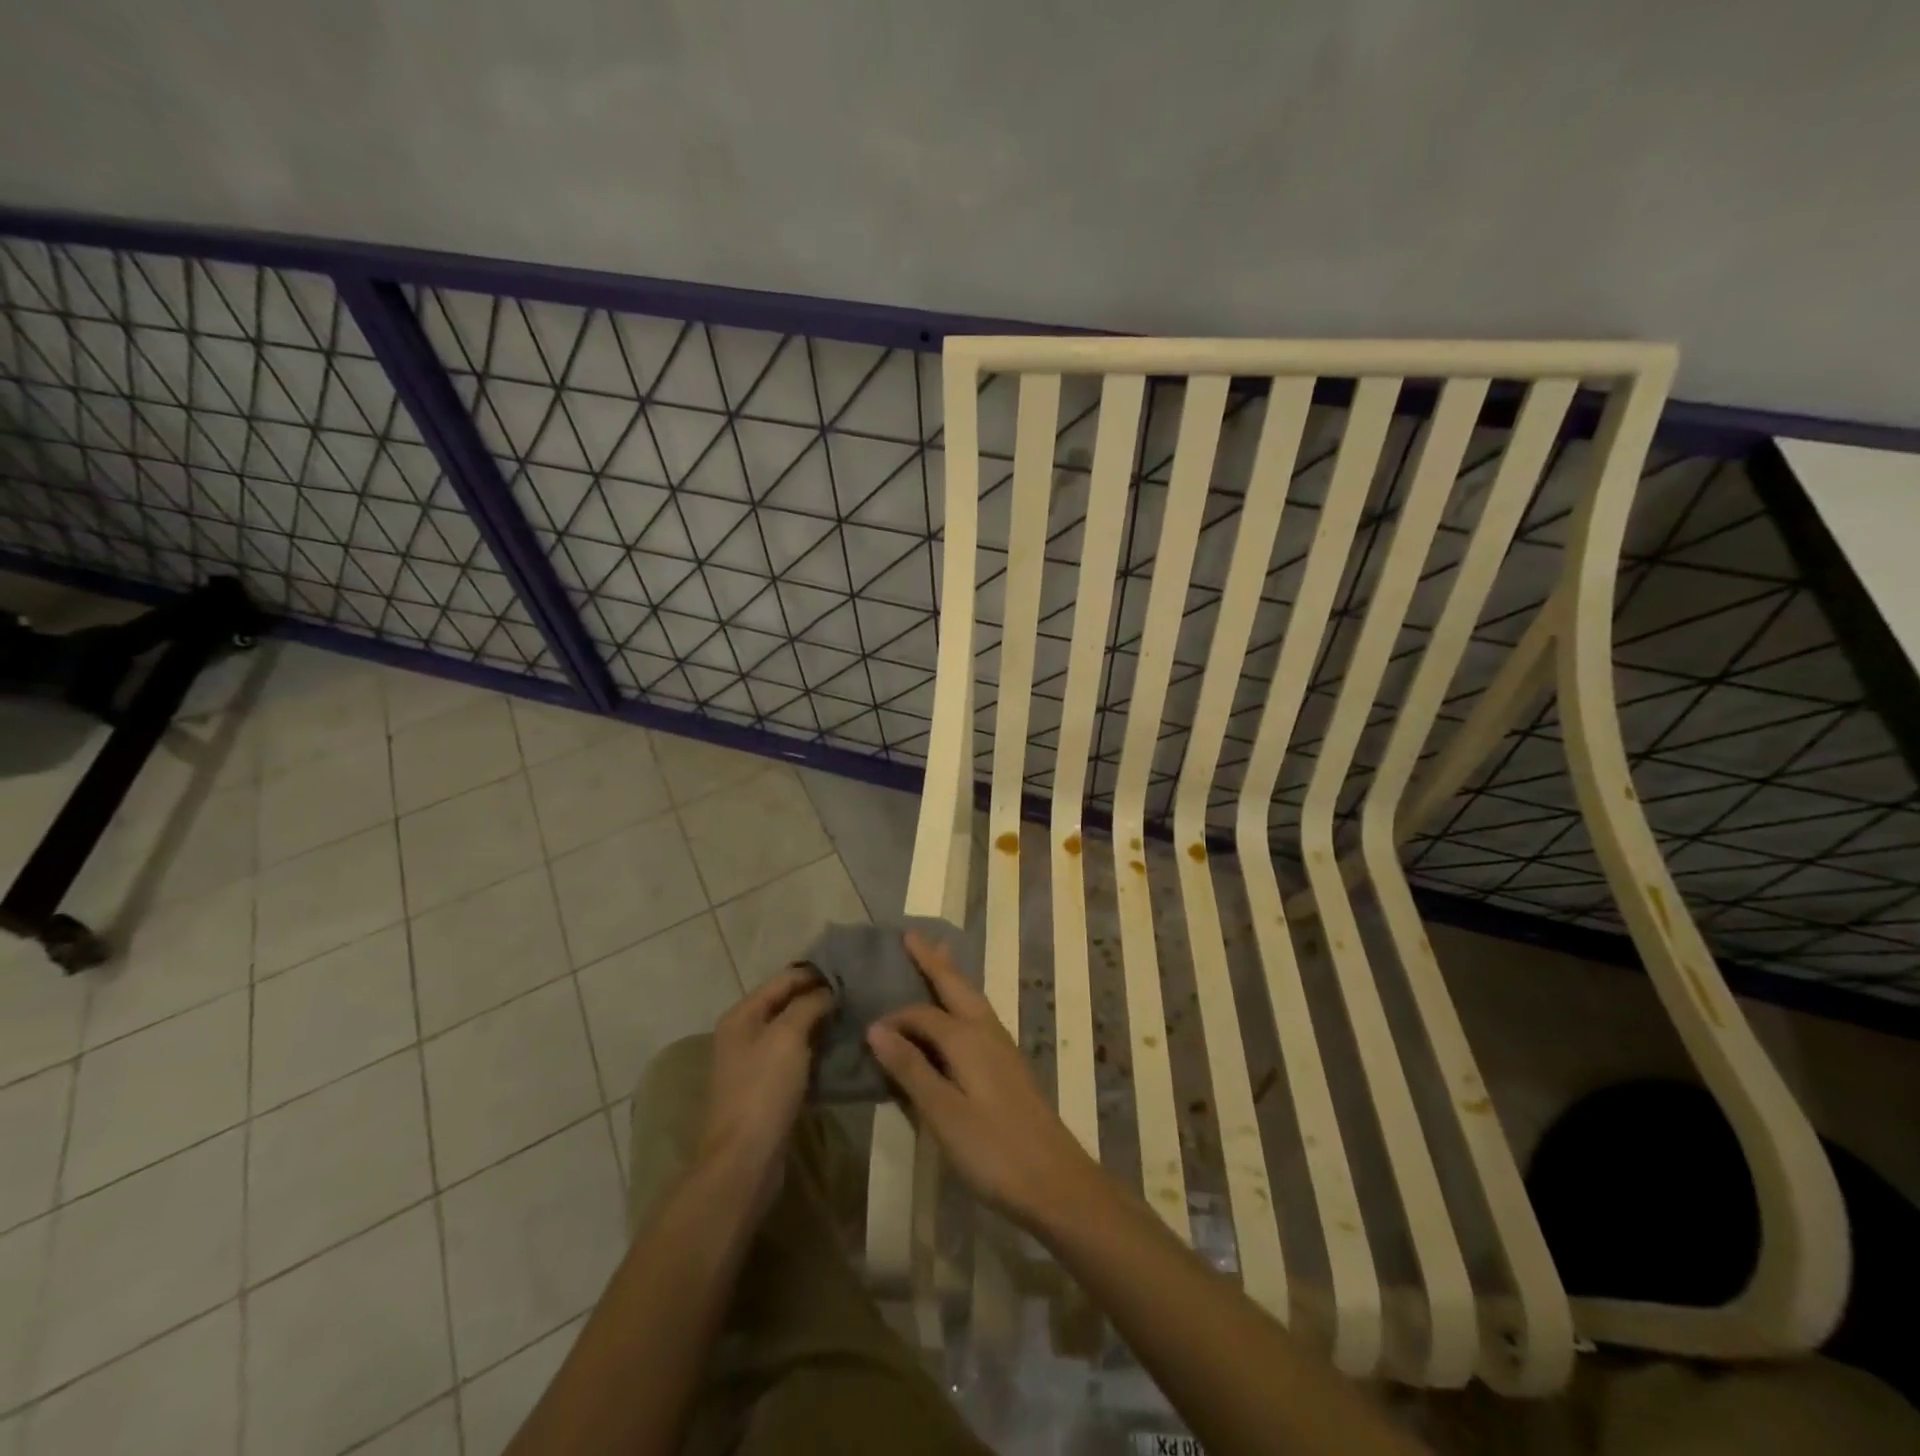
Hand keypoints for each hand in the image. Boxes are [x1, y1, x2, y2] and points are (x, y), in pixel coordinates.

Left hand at [696, 968, 833, 1221]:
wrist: (744, 1160)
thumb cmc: (763, 1089)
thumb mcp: (788, 1036)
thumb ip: (809, 1005)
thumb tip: (829, 990)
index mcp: (743, 1014)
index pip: (784, 979)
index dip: (815, 973)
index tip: (851, 970)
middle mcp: (744, 1034)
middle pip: (788, 1004)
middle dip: (820, 998)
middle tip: (858, 994)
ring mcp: (755, 1063)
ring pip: (794, 1032)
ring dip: (821, 1025)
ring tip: (855, 1018)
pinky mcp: (768, 1089)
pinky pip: (797, 1059)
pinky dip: (817, 1052)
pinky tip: (842, 1051)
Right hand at [866, 932, 1102, 1230]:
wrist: (1056, 1180)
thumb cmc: (994, 1150)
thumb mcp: (943, 1114)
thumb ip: (911, 1069)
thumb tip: (876, 1027)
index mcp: (967, 1038)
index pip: (922, 1014)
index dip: (894, 1018)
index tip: (867, 1031)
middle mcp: (986, 1031)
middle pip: (956, 986)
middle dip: (933, 961)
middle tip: (912, 936)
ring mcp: (1002, 1046)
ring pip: (971, 998)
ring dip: (951, 976)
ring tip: (937, 956)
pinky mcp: (1009, 1064)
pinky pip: (978, 1015)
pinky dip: (962, 999)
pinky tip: (959, 1013)